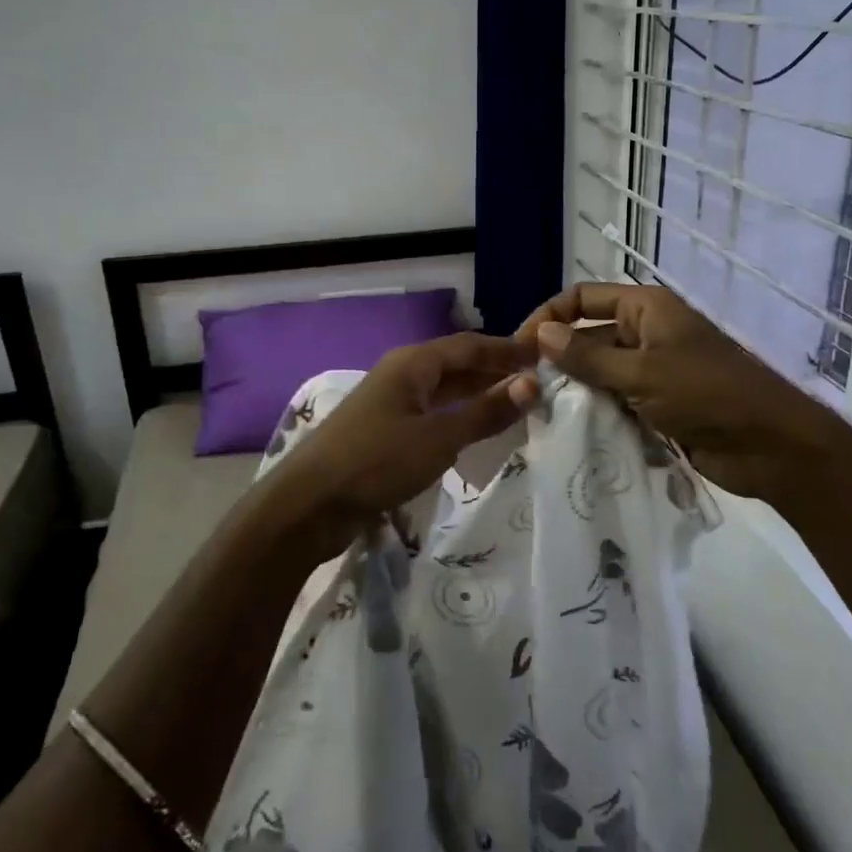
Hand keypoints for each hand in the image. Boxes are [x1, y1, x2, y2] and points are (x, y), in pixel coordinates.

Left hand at [278, 334, 539, 550]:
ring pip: (444, 392)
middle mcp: (402, 375)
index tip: (545, 356)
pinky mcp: (385, 433)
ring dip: (478, 397)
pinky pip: (432, 415)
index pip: (470, 345)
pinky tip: (476, 434)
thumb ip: (485, 412)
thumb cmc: (376, 462)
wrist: (307, 506)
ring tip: (517, 407)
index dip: (507, 349)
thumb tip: (532, 384)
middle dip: (495, 372)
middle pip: (457, 365)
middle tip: (538, 384)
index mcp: (413, 363)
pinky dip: (458, 419)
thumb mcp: (439, 438)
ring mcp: (391, 404)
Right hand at [517, 283, 824, 498]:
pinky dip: (597, 413)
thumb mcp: (641, 373)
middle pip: (589, 336)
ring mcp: (653, 370)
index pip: (583, 298)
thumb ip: (588, 356)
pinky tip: (571, 432)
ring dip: (576, 391)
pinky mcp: (658, 404)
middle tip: (525, 391)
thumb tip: (540, 334)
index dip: (549, 316)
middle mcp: (647, 332)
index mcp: (646, 309)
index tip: (518, 348)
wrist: (770, 446)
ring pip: (600, 373)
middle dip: (559, 360)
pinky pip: (617, 401)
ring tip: (541, 414)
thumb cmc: (707, 395)